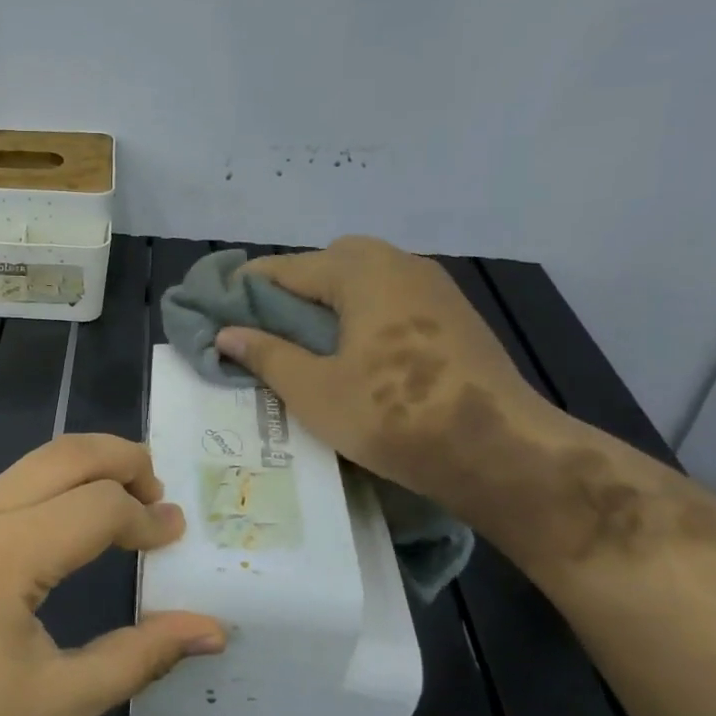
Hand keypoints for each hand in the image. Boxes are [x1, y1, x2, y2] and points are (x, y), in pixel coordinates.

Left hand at [0, 434, 224, 715]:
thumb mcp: (66, 699)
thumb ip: (143, 654)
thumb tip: (213, 629)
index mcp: (6, 552)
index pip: (98, 506)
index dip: (145, 518)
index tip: (177, 538)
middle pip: (64, 455)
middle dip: (121, 460)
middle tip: (161, 492)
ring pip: (35, 463)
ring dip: (87, 468)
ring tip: (129, 500)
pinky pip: (11, 486)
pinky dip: (55, 486)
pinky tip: (76, 521)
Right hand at [213, 237, 551, 510]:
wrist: (501, 451)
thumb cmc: (394, 415)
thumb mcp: (313, 390)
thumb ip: (265, 354)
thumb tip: (226, 333)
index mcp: (359, 271)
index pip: (282, 269)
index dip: (242, 290)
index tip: (214, 313)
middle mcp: (397, 263)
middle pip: (325, 266)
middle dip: (288, 293)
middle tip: (262, 332)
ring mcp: (433, 287)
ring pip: (360, 282)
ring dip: (326, 304)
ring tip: (302, 346)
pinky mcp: (454, 314)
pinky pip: (389, 300)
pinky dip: (360, 315)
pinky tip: (352, 354)